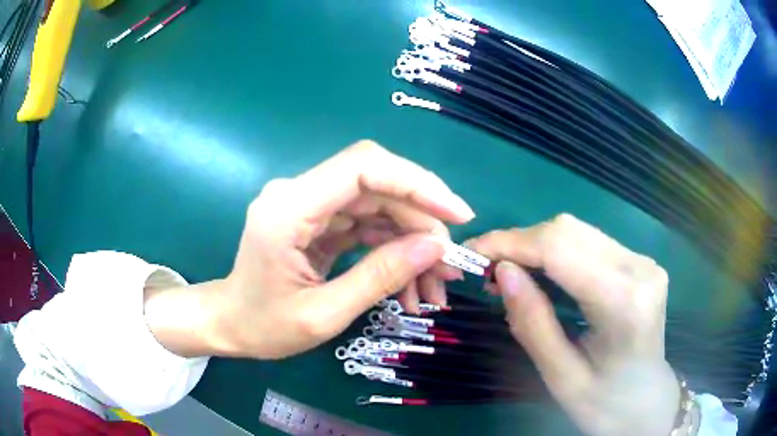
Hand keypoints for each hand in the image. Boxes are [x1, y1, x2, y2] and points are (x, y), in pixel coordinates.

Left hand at [145, 141, 473, 359]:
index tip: (456, 216)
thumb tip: (435, 247)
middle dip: (422, 220)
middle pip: (377, 184)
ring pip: (378, 203)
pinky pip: (367, 222)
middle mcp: (298, 193)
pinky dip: (394, 246)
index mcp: (288, 209)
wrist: (231, 323)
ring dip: (412, 238)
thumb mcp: (324, 314)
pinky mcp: (318, 219)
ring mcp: (309, 204)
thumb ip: (379, 276)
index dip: (417, 183)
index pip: (363, 168)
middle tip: (448, 264)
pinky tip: (411, 278)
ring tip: (435, 282)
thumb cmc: (265, 326)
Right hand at [466, 214, 678, 435]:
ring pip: (577, 231)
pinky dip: (556, 252)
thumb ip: (532, 324)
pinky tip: (541, 273)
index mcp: (624, 301)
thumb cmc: (606, 404)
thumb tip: (501, 273)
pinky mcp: (639, 262)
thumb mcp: (561, 378)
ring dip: (536, 245)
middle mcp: (639, 268)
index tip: (472, 252)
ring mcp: (643, 261)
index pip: (560, 248)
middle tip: (487, 270)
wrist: (647, 402)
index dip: (510, 243)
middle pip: (568, 230)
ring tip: (509, 272)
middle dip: (519, 242)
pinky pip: (588, 243)